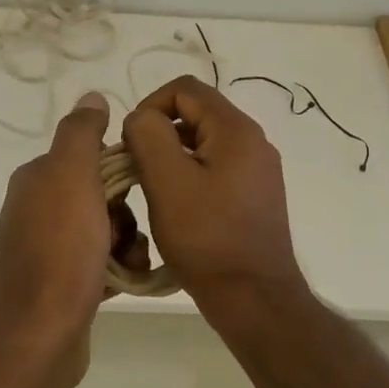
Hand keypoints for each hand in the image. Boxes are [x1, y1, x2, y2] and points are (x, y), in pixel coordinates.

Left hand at [0, 92, 147, 381]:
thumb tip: (91, 95)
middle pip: (101, 195)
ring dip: (127, 242)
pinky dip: (119, 267)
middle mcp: (38, 209)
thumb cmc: (61, 250)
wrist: (41, 333)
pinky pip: (102, 262)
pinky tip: (128, 280)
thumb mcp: (72, 177)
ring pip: (106, 230)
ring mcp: (48, 249)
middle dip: (126, 213)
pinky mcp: (62, 283)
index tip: (140, 189)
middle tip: (129, 234)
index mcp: (37, 179)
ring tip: (130, 263)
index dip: (120, 170)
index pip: (89, 156)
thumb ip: (81, 133)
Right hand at [123, 76, 306, 308]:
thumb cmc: (207, 238)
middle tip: (136, 170)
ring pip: (203, 143)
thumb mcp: (166, 181)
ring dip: (172, 157)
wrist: (254, 298)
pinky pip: (215, 167)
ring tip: (153, 191)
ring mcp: (258, 169)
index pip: (185, 89)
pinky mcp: (255, 194)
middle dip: (159, 134)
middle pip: (195, 114)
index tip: (131, 143)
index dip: (149, 105)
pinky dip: (190, 176)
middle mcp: (253, 141)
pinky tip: (177, 208)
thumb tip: (142, 120)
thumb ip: (148, 135)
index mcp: (236, 129)